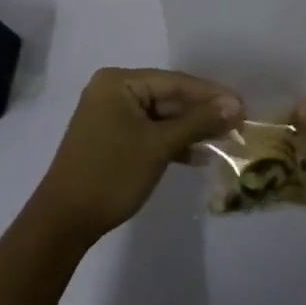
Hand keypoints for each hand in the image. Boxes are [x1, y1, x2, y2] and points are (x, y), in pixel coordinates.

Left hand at [32, 69, 241, 243]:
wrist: (63, 223)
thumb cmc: (111, 174)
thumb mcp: (159, 146)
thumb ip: (198, 122)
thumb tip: (235, 105)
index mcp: (119, 82)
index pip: (175, 82)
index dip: (211, 94)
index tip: (243, 105)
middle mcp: (113, 91)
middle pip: (169, 97)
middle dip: (202, 113)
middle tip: (238, 124)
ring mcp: (111, 116)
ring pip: (162, 117)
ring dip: (191, 130)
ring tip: (225, 140)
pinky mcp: (112, 139)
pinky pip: (150, 132)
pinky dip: (172, 143)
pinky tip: (198, 156)